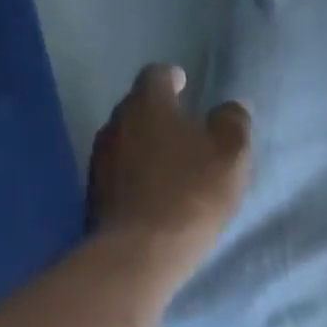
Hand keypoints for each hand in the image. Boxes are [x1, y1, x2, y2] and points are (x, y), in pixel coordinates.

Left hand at [89, 63, 251, 290]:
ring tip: (169, 163)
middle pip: (137, 108)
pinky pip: (119, 174)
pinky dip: (135, 176)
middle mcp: (115, 123)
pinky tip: (153, 193)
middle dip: (159, 115)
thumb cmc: (191, 193)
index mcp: (147, 104)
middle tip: (183, 129)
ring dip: (146, 147)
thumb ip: (233, 124)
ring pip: (126, 142)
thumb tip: (232, 108)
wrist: (141, 251)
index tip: (184, 84)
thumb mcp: (230, 155)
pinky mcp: (93, 194)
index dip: (172, 78)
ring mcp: (100, 160)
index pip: (156, 75)